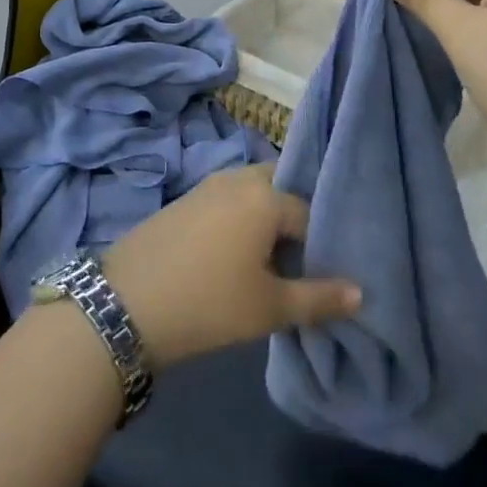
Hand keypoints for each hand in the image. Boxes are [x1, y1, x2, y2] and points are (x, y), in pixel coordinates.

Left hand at [102, 163, 360, 367]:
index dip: (319, 243)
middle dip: (292, 219)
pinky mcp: (185, 199)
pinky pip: (227, 199)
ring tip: (267, 261)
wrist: (125, 304)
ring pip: (252, 193)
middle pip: (280, 189)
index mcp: (266, 196)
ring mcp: (208, 185)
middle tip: (296, 261)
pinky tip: (231, 255)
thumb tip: (360, 292)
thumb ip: (318, 297)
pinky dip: (239, 218)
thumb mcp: (269, 307)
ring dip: (264, 218)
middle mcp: (239, 178)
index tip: (320, 274)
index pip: (309, 212)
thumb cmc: (209, 303)